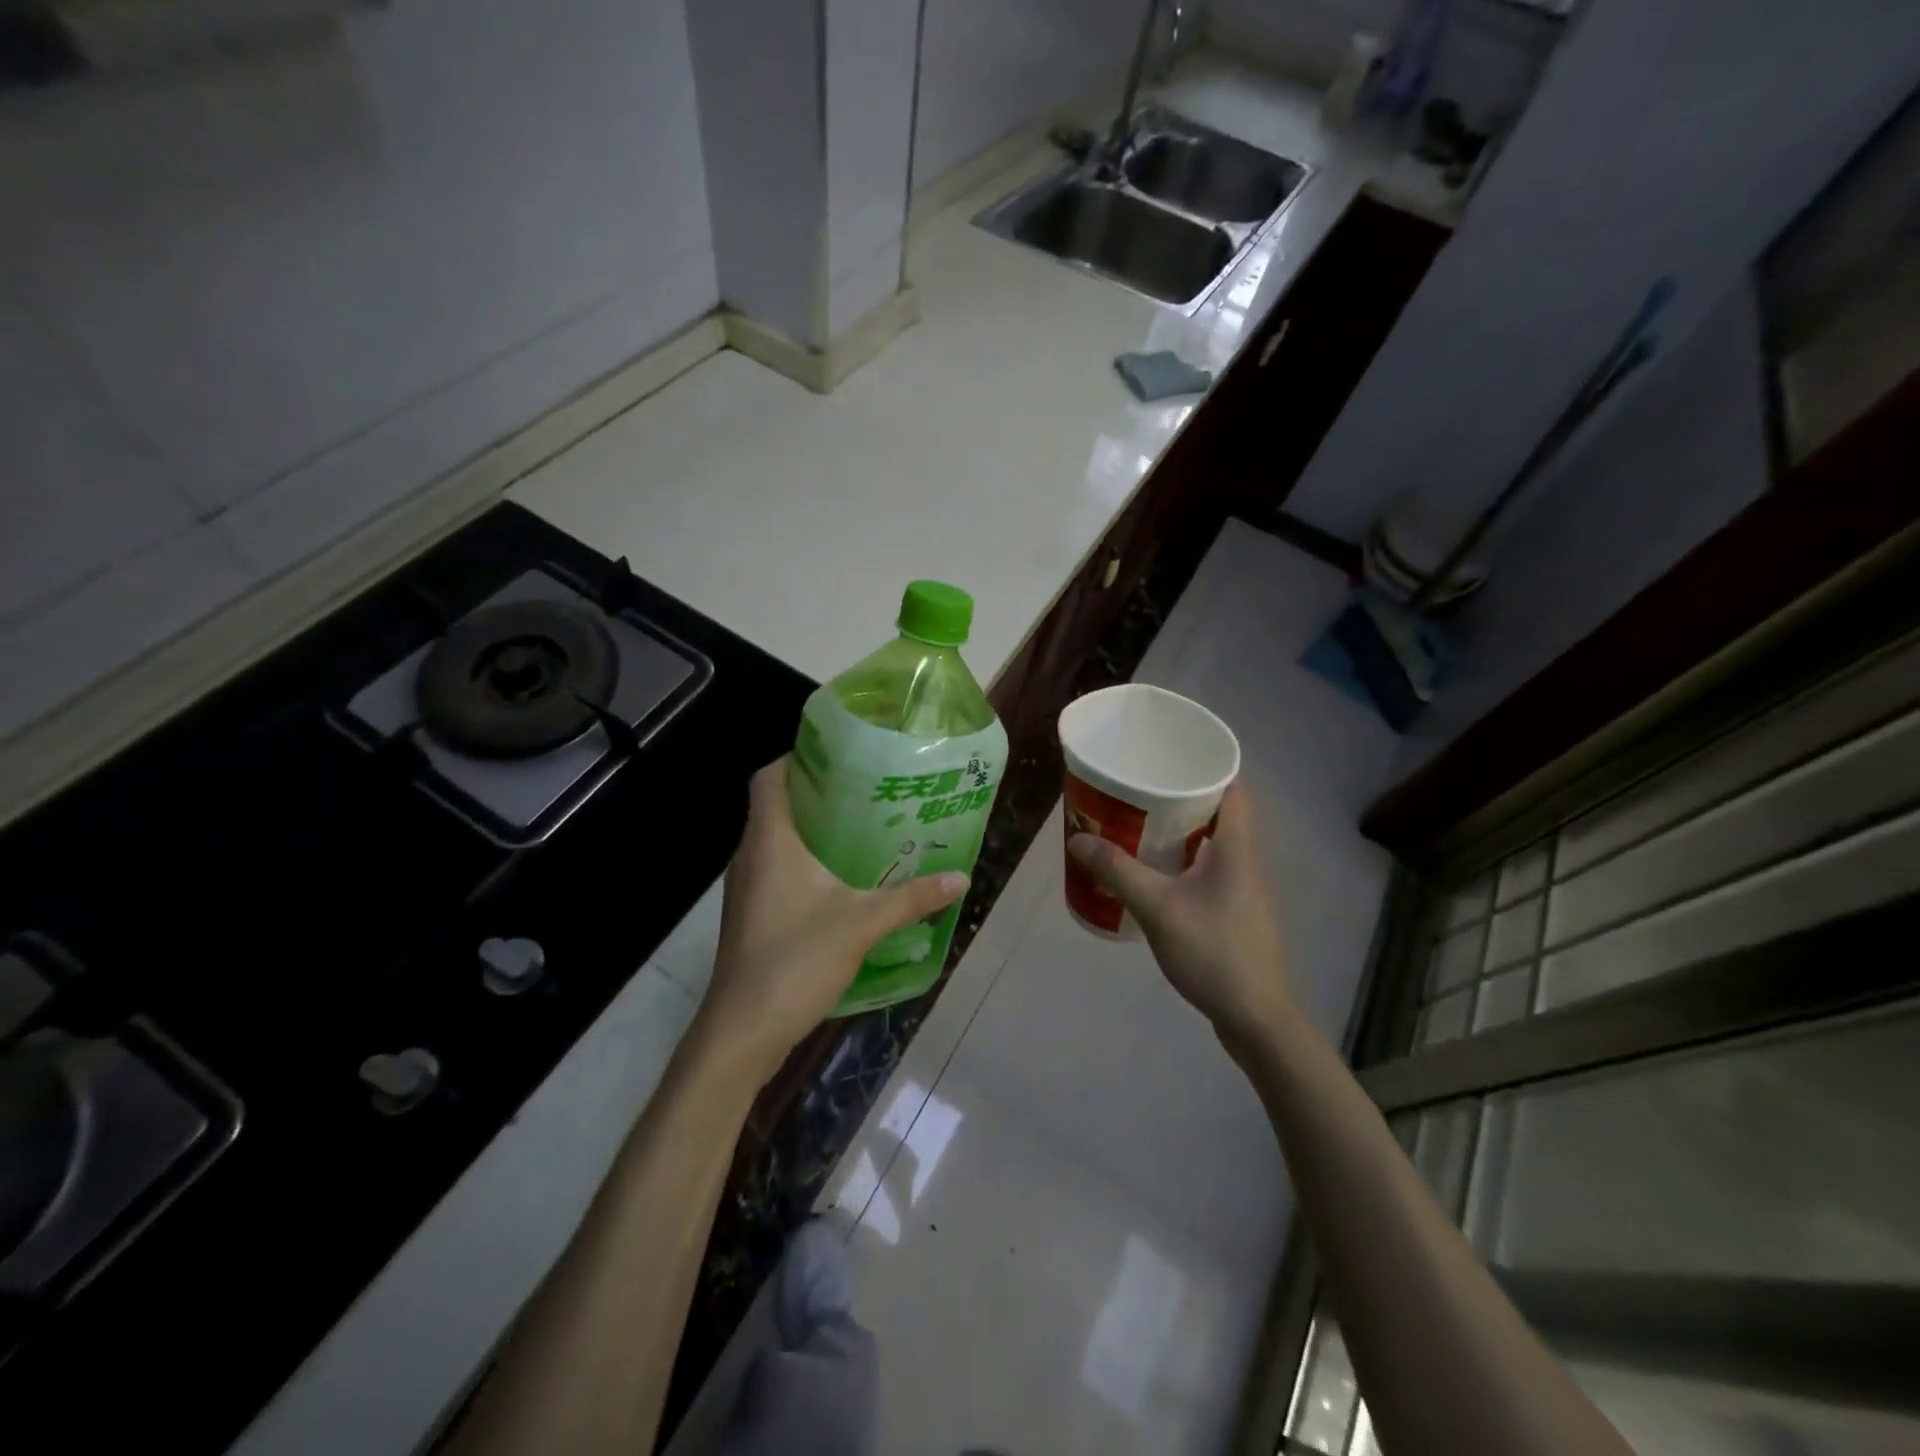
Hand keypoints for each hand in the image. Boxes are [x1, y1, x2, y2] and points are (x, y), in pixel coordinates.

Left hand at [701, 757, 968, 1071]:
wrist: (742, 1032)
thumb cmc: (795, 960)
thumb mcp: (863, 923)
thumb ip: (912, 898)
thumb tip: (960, 877)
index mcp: (769, 841)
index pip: (769, 778)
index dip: (797, 758)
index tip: (839, 755)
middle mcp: (750, 857)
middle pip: (776, 805)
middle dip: (817, 793)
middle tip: (866, 789)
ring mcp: (746, 889)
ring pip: (777, 841)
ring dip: (813, 830)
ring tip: (862, 829)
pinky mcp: (751, 916)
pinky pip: (777, 871)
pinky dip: (805, 863)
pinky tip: (842, 880)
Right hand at [1067, 782, 1295, 1052]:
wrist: (1255, 1017)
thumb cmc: (1213, 952)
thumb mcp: (1157, 908)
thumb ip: (1117, 871)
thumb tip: (1078, 838)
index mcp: (1236, 846)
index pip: (1232, 786)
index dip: (1204, 766)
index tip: (1167, 757)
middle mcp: (1245, 859)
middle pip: (1218, 812)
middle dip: (1179, 798)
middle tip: (1136, 791)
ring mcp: (1242, 888)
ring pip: (1210, 843)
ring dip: (1178, 831)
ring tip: (1135, 826)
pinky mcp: (1234, 912)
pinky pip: (1206, 870)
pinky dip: (1180, 861)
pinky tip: (1150, 875)